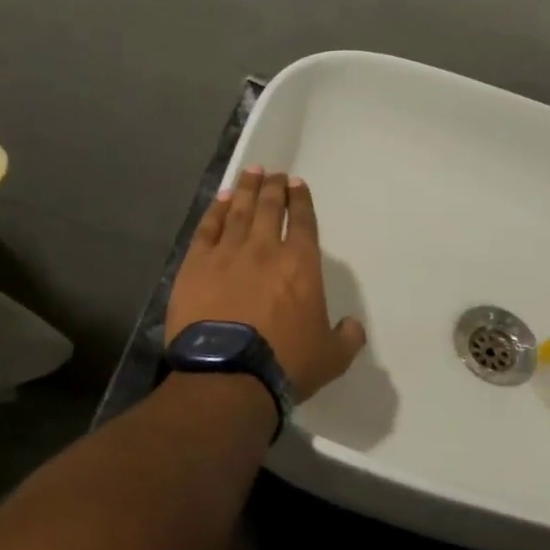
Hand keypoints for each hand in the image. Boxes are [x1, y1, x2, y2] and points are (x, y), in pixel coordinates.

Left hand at [167, 167, 367, 402]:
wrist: (228, 376)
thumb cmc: (285, 364)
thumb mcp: (332, 357)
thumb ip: (347, 338)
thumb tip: (353, 326)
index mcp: (301, 265)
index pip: (303, 222)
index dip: (301, 201)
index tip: (297, 184)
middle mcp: (265, 250)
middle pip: (270, 208)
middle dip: (274, 188)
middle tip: (274, 174)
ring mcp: (227, 254)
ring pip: (239, 211)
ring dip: (247, 190)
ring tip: (251, 173)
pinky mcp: (196, 266)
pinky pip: (207, 229)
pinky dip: (216, 210)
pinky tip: (221, 200)